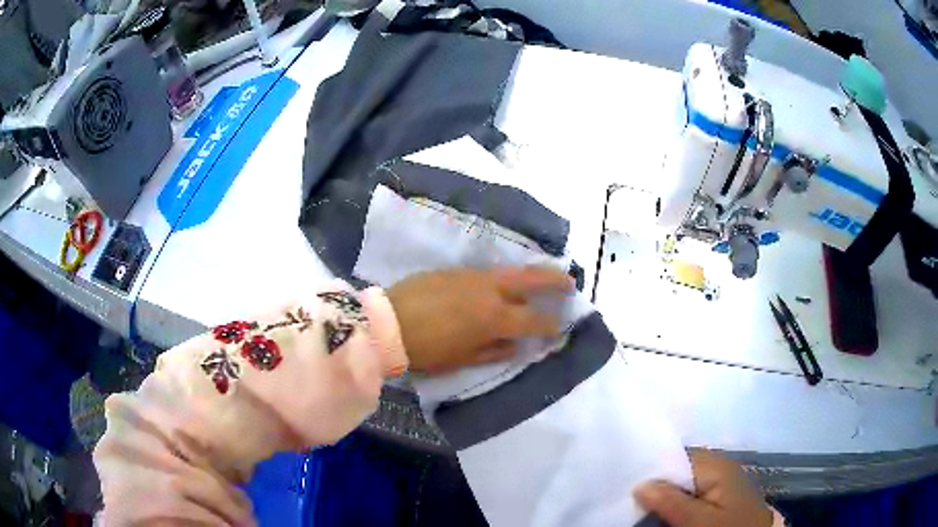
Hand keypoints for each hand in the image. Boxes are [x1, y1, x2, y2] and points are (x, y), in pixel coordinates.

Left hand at [386, 266, 573, 372]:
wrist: (388, 323)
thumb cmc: (426, 349)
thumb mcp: (462, 359)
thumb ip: (494, 351)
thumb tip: (518, 346)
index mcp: (493, 317)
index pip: (532, 320)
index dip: (549, 325)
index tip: (560, 328)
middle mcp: (489, 290)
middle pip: (531, 279)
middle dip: (555, 280)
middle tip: (570, 283)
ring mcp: (473, 276)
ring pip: (511, 271)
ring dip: (532, 274)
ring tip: (544, 279)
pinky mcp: (457, 270)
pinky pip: (489, 272)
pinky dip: (505, 277)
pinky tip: (505, 284)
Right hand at [635, 450, 772, 526]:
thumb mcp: (698, 520)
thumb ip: (671, 501)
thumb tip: (641, 483)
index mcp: (718, 464)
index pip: (678, 455)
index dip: (653, 466)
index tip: (626, 478)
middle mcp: (720, 468)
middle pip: (680, 470)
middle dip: (657, 482)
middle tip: (629, 495)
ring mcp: (721, 484)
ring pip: (684, 484)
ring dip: (665, 495)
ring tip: (640, 503)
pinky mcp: (720, 498)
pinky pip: (692, 494)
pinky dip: (676, 502)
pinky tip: (663, 510)